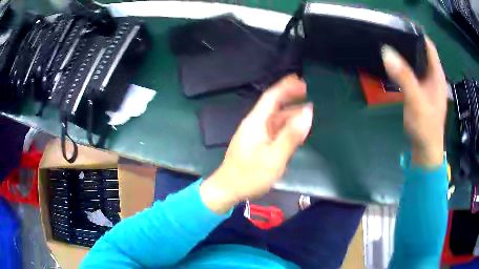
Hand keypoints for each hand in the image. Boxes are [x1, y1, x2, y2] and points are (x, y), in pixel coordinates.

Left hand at [200, 75, 312, 212]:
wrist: (228, 189)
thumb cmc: (250, 175)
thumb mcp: (274, 157)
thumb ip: (291, 135)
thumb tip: (308, 112)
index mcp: (256, 122)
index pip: (271, 97)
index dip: (286, 86)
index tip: (300, 80)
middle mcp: (255, 124)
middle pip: (273, 105)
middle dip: (289, 96)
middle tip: (306, 91)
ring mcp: (255, 134)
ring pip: (275, 118)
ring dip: (290, 112)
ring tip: (307, 110)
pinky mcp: (257, 144)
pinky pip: (274, 129)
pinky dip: (286, 126)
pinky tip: (296, 129)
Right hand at [382, 37, 446, 167]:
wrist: (425, 150)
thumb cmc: (425, 126)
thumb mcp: (416, 100)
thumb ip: (403, 76)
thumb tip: (386, 52)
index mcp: (437, 75)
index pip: (428, 46)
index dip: (417, 34)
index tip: (400, 26)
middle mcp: (433, 77)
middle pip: (422, 52)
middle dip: (408, 42)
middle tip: (391, 35)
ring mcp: (428, 85)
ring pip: (417, 63)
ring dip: (406, 55)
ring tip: (390, 47)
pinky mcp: (421, 93)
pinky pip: (413, 74)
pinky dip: (405, 68)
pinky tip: (395, 67)